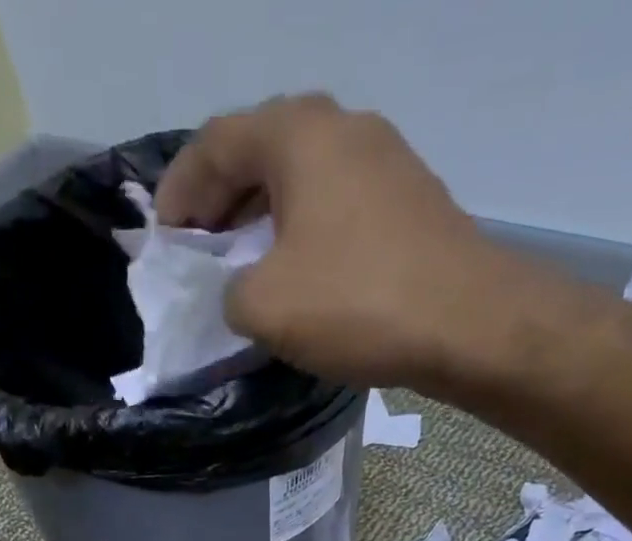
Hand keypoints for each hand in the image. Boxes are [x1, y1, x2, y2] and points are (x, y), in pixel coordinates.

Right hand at [156, 94, 508, 388]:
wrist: (466, 322)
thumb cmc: (356, 302)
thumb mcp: (264, 306)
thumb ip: (228, 292)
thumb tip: (241, 291)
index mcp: (297, 133)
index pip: (215, 143)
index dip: (179, 191)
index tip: (164, 239)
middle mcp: (341, 127)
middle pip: (259, 153)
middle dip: (220, 202)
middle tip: (200, 250)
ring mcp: (383, 159)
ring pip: (301, 180)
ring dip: (262, 219)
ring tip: (243, 266)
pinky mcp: (408, 200)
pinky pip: (335, 206)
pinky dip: (302, 233)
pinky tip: (298, 274)